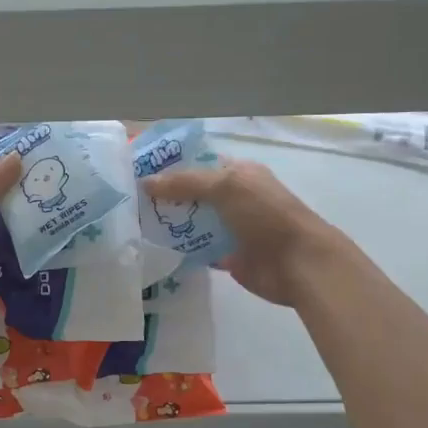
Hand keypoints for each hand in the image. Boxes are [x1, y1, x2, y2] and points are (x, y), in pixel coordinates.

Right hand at [142, 159, 351, 307]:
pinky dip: (181, 249)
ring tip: (135, 225)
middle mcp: (234, 198)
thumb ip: (185, 183)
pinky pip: (199, 248)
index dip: (170, 167)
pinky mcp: (228, 255)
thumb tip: (146, 183)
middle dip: (164, 197)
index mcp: (239, 173)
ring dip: (170, 223)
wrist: (298, 264)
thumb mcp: (226, 187)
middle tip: (129, 202)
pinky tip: (156, 249)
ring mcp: (231, 228)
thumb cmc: (266, 216)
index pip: (198, 164)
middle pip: (192, 194)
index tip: (136, 172)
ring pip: (193, 221)